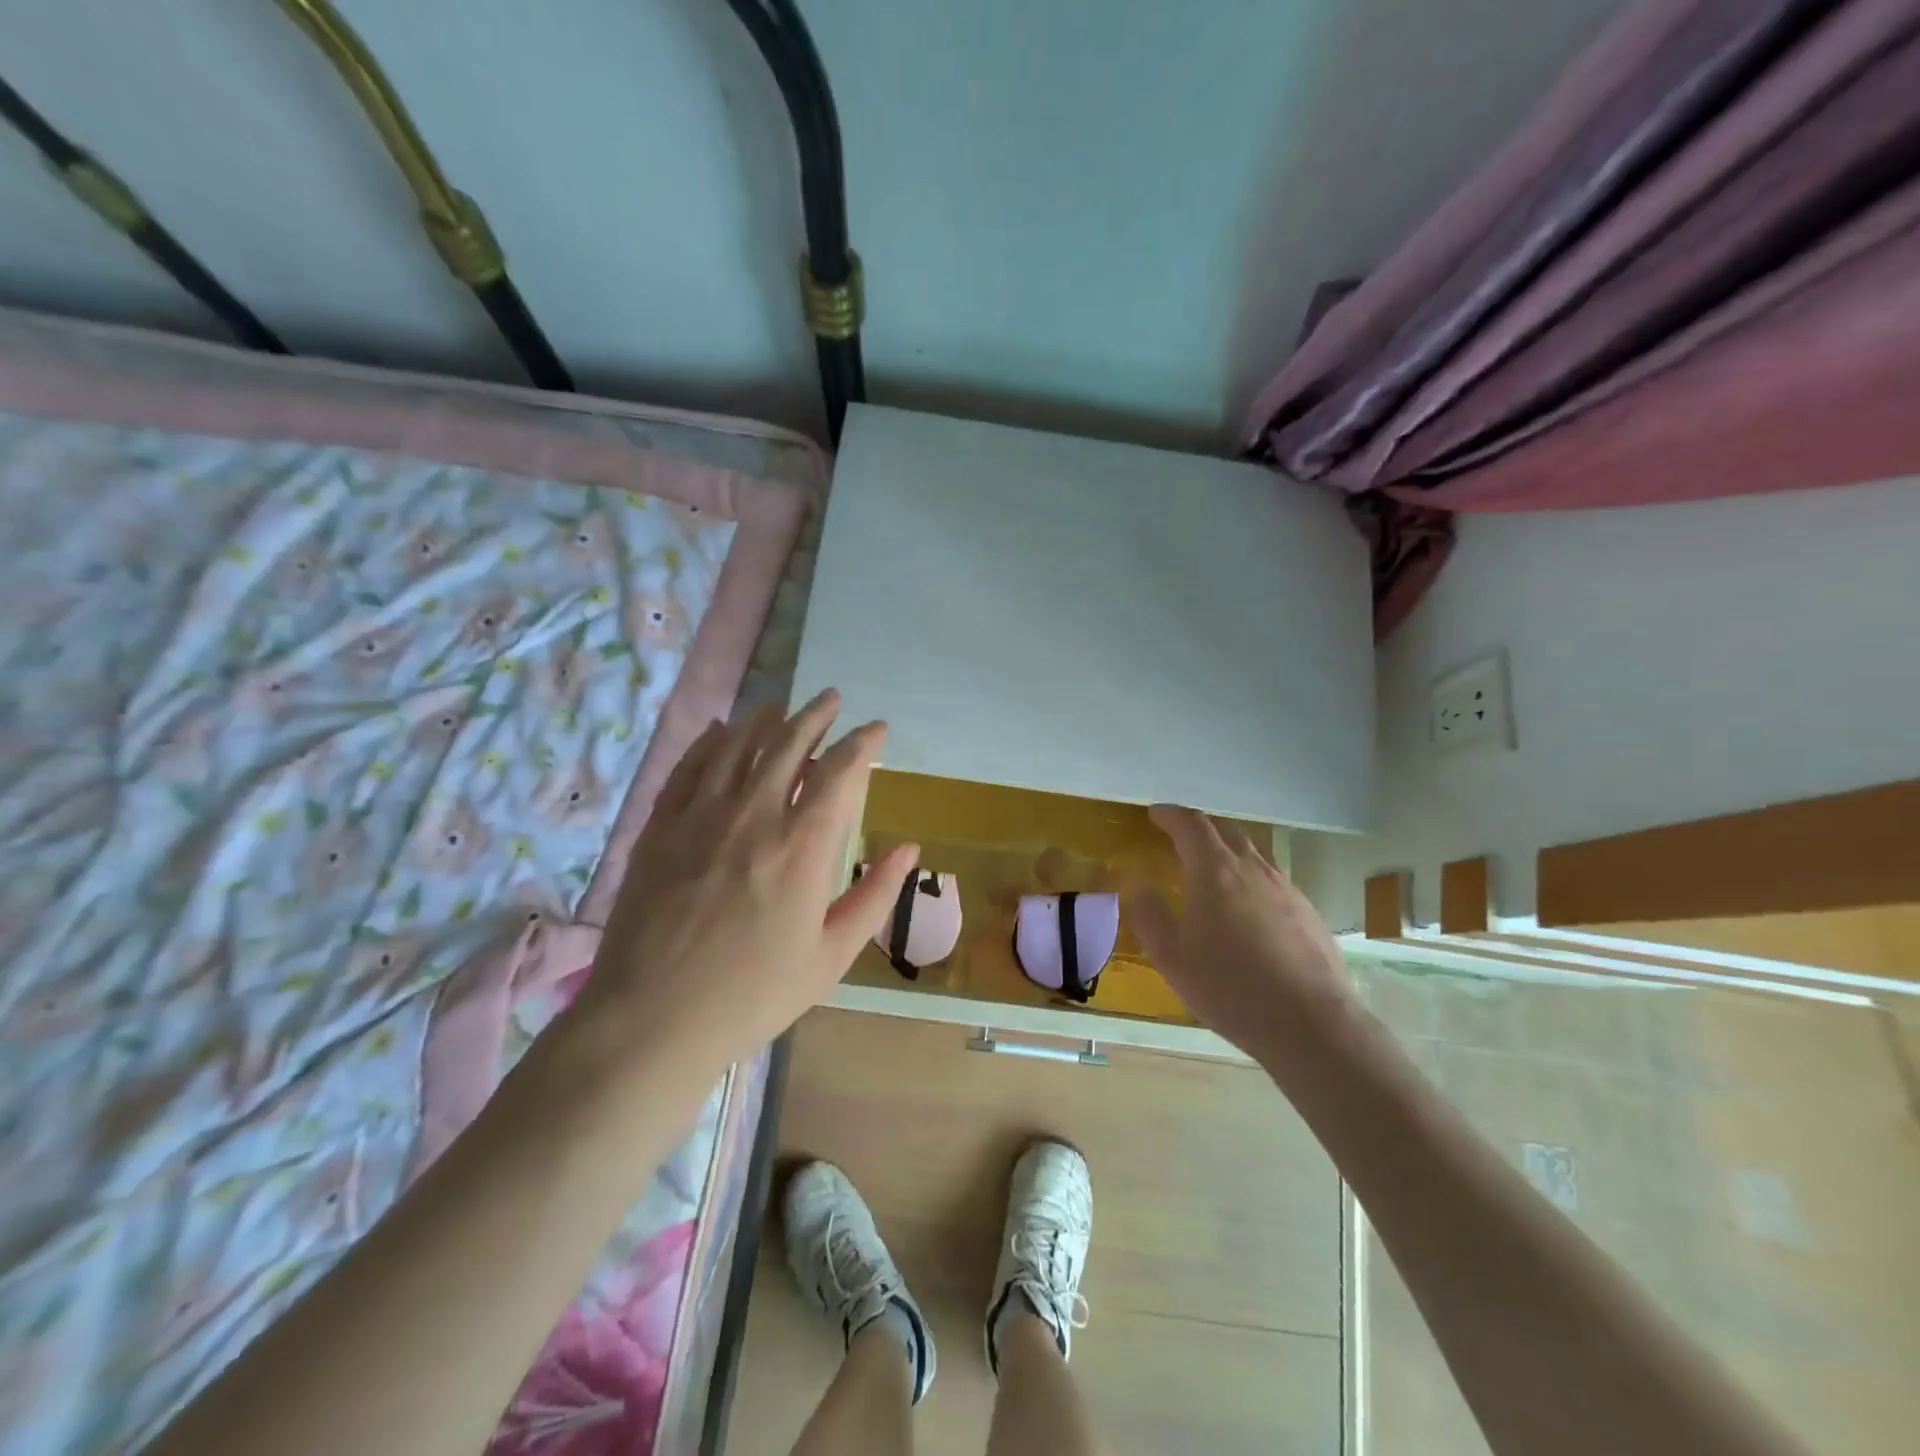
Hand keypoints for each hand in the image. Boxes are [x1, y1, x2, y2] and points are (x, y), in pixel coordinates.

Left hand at [573, 689, 918, 1077]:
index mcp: (803, 846)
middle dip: (815, 715)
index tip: (876, 730)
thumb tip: (908, 848)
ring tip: (781, 708)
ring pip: (737, 746)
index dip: (862, 743)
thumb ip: (875, 895)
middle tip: (831, 699)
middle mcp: (754, 815)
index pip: (840, 772)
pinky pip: (689, 767)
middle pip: (788, 743)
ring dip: (764, 720)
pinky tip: (719, 731)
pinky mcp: (661, 828)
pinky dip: (709, 742)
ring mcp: (701, 816)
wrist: (652, 1020)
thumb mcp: (831, 956)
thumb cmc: (753, 994)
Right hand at [1127, 806, 1354, 1061]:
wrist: (1311, 1024)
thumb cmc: (1230, 988)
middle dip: (1200, 829)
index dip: (1170, 815)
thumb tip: (1135, 882)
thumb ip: (1149, 915)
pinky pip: (1273, 882)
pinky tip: (1248, 912)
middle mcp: (1253, 869)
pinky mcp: (1308, 912)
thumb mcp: (1172, 957)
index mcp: (1215, 871)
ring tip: (1213, 874)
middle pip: (1226, 831)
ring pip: (1253, 855)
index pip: (1191, 825)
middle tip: (1180, 839)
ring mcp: (1286, 889)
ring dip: (1228, 854)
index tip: (1155, 814)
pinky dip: (1252, 881)